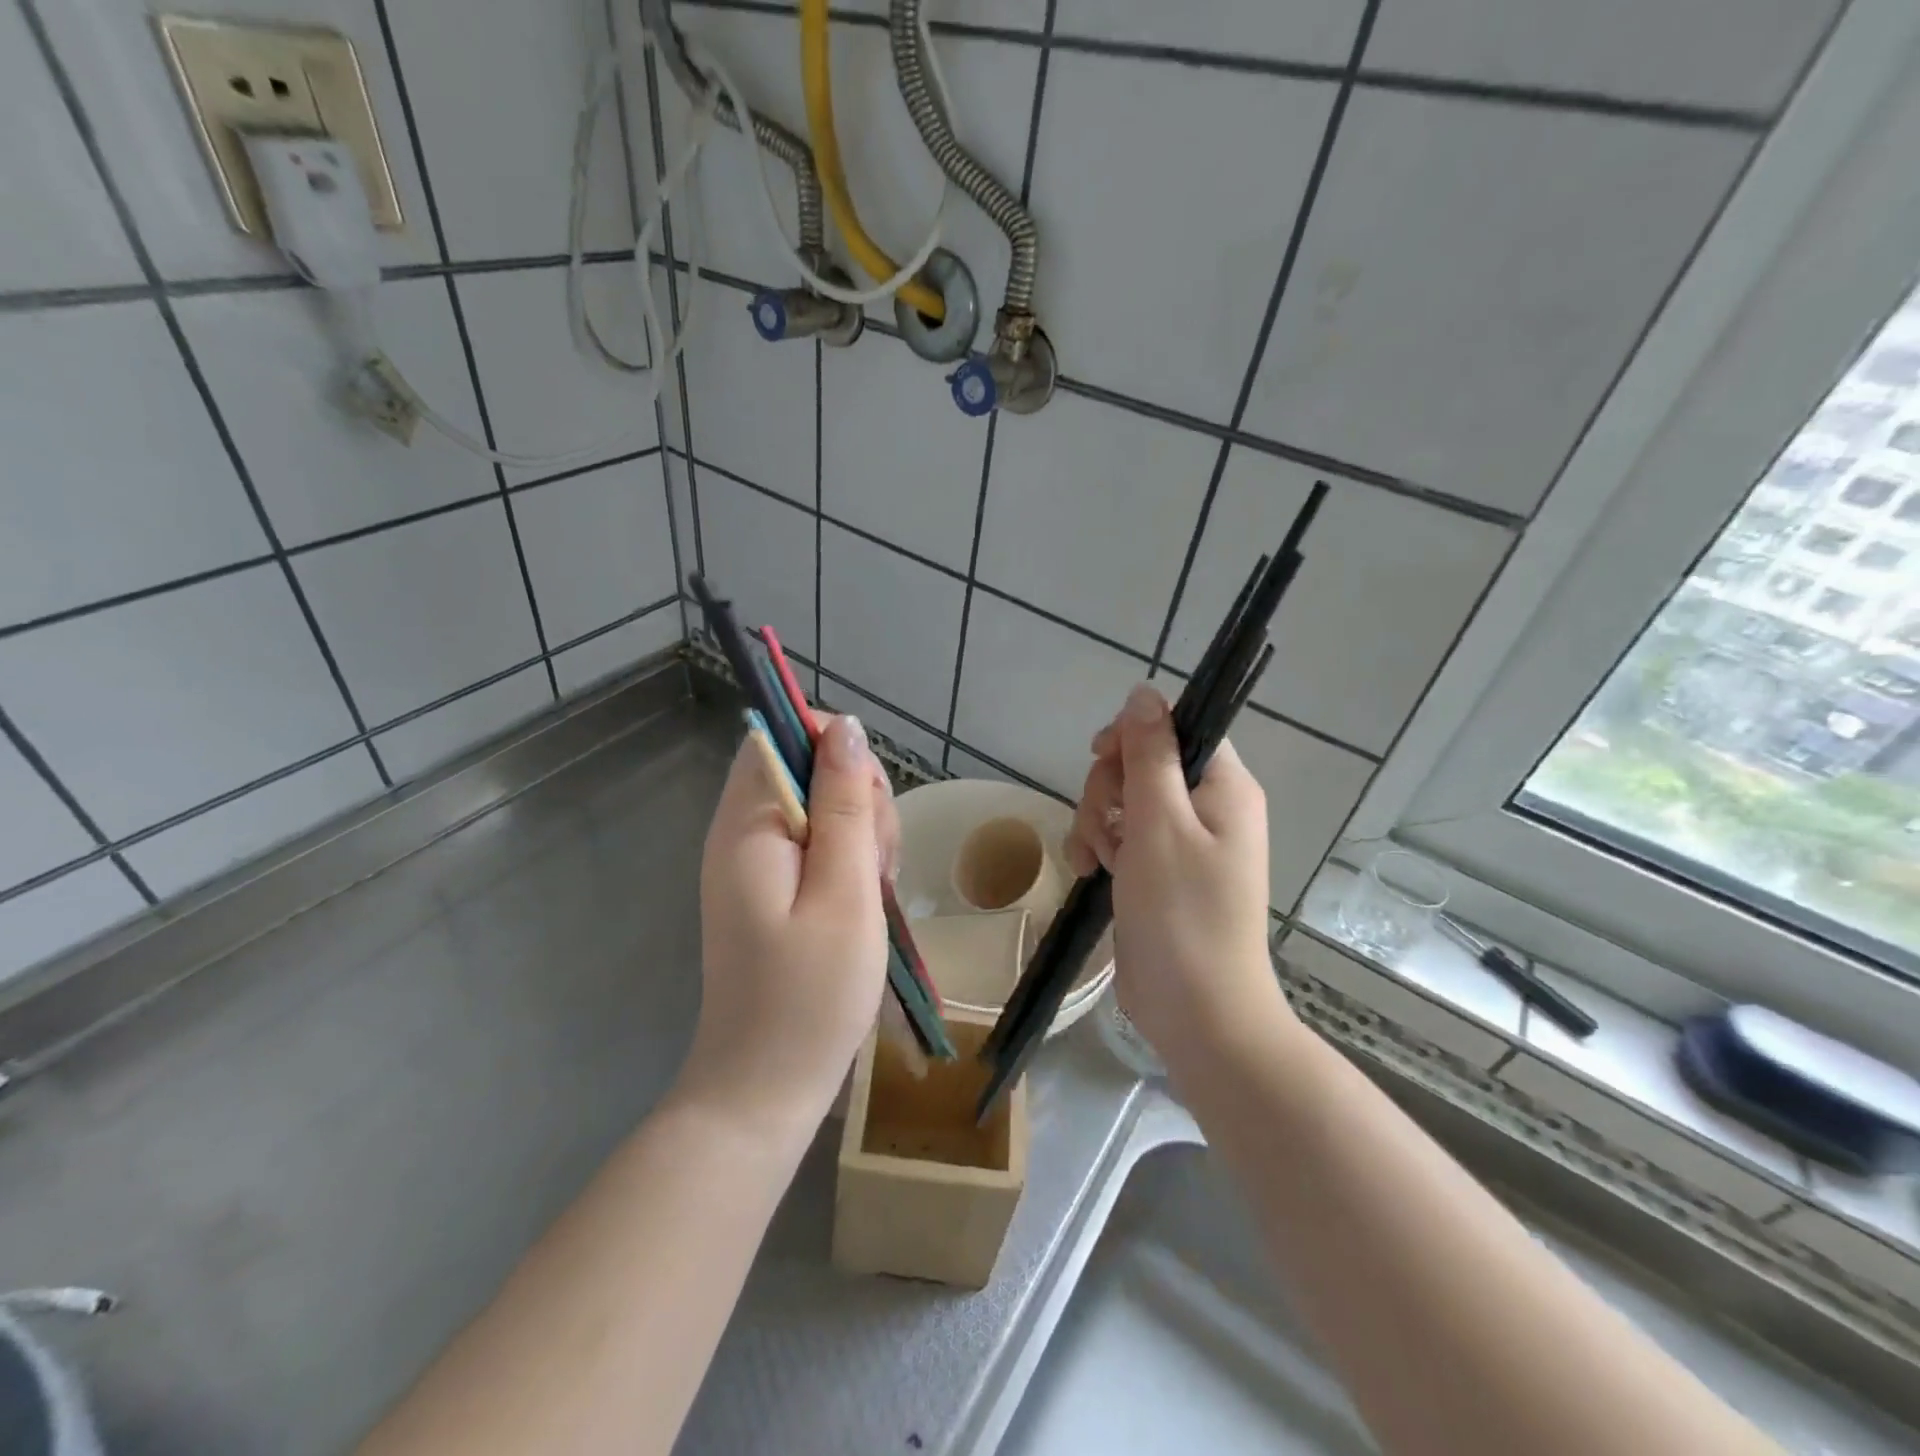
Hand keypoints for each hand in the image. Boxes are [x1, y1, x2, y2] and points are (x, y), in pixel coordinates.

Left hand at [682, 714, 898, 1133]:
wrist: (766, 1089)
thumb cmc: (810, 994)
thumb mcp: (845, 891)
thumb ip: (845, 803)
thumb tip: (845, 725)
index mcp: (747, 824)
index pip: (781, 735)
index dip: (834, 748)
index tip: (869, 802)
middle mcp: (742, 832)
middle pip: (808, 768)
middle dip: (857, 798)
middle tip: (876, 863)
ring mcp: (756, 862)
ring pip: (822, 806)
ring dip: (862, 834)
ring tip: (874, 892)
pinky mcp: (772, 888)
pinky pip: (818, 845)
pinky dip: (851, 861)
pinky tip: (865, 902)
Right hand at [1065, 684, 1286, 1063]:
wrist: (1197, 1011)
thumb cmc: (1182, 913)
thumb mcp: (1159, 822)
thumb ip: (1149, 753)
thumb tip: (1144, 692)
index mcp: (1224, 786)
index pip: (1176, 727)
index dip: (1133, 736)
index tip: (1103, 758)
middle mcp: (1207, 807)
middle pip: (1142, 763)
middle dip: (1108, 789)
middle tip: (1106, 826)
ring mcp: (1181, 842)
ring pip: (1122, 800)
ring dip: (1097, 822)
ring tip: (1099, 860)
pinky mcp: (1157, 871)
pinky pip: (1120, 836)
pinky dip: (1100, 847)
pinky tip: (1091, 872)